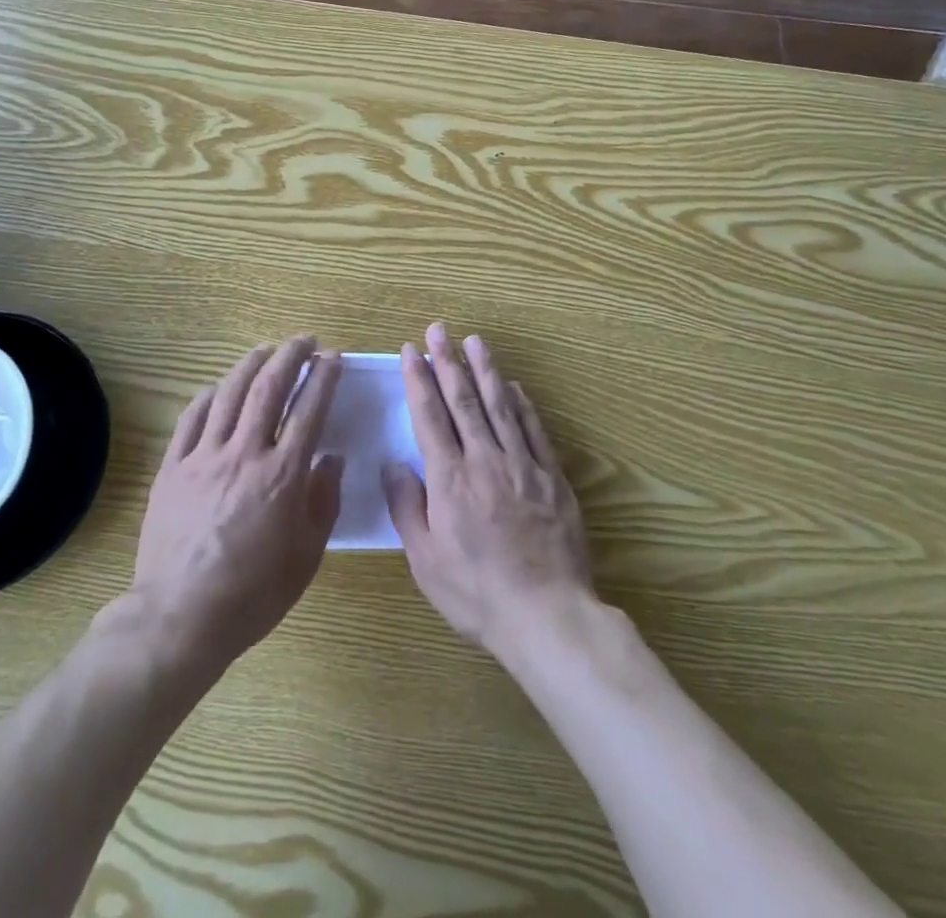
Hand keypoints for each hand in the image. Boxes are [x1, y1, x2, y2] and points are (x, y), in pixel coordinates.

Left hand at [131, 337, 343, 670]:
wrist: (181, 616)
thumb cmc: (254, 592)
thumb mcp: (307, 555)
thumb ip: (323, 500)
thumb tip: (332, 458)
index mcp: (283, 474)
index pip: (309, 409)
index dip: (323, 377)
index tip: (332, 358)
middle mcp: (245, 453)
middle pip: (269, 387)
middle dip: (290, 356)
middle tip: (304, 341)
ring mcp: (204, 456)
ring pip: (229, 393)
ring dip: (251, 364)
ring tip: (266, 350)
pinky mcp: (173, 467)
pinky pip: (191, 418)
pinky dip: (209, 396)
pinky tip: (218, 388)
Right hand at [383, 324, 593, 657]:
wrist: (547, 615)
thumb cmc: (476, 593)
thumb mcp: (425, 560)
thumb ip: (407, 507)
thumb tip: (393, 464)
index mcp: (449, 479)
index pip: (430, 416)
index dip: (420, 380)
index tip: (412, 351)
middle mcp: (484, 460)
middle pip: (463, 400)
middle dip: (448, 361)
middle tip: (439, 329)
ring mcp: (522, 465)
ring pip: (500, 406)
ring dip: (485, 370)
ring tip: (475, 341)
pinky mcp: (552, 478)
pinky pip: (534, 430)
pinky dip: (523, 404)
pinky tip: (515, 386)